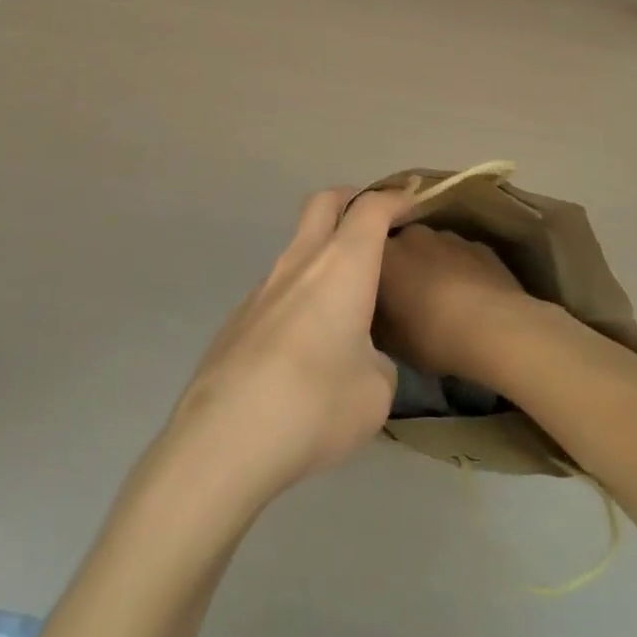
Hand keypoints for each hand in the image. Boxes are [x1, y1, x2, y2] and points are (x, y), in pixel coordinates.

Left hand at [162, 188, 410, 511]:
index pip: (371, 208)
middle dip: (350, 200)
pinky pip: (278, 289)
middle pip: (322, 203)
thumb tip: (362, 360)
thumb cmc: (315, 403)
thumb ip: (378, 363)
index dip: (394, 199)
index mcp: (342, 265)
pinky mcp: (239, 318)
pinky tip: (305, 345)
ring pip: (297, 247)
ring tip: (345, 300)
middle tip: (374, 222)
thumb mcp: (376, 392)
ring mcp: (263, 287)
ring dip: (323, 254)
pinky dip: (300, 295)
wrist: (224, 437)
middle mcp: (301, 261)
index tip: (412, 204)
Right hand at [376, 225, 539, 388]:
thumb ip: (377, 319)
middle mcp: (413, 235)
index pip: (365, 249)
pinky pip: (462, 257)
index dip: (368, 268)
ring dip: (432, 266)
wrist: (495, 328)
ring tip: (442, 298)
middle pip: (401, 245)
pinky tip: (471, 298)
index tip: (373, 289)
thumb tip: (375, 314)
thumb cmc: (432, 335)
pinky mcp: (480, 246)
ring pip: (433, 249)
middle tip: (406, 295)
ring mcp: (449, 237)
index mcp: (385, 254)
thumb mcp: (391, 342)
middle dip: (402, 265)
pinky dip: (461, 271)